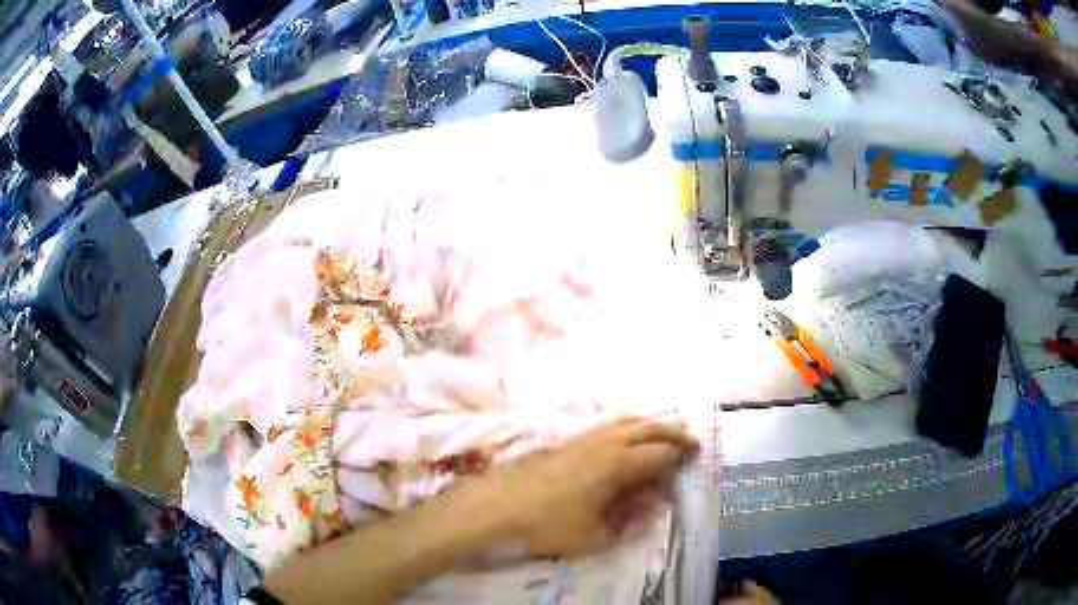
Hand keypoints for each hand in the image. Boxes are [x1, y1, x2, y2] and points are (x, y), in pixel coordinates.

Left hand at [450, 417, 698, 557]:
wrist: (493, 507)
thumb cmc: (546, 526)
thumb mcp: (594, 536)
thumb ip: (629, 519)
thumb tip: (653, 502)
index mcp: (617, 465)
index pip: (659, 455)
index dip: (680, 455)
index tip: (696, 456)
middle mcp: (605, 444)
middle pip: (648, 428)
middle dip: (673, 432)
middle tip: (690, 439)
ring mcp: (583, 438)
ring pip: (627, 421)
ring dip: (650, 424)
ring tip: (665, 431)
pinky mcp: (566, 440)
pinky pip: (606, 424)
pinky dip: (626, 424)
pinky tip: (625, 434)